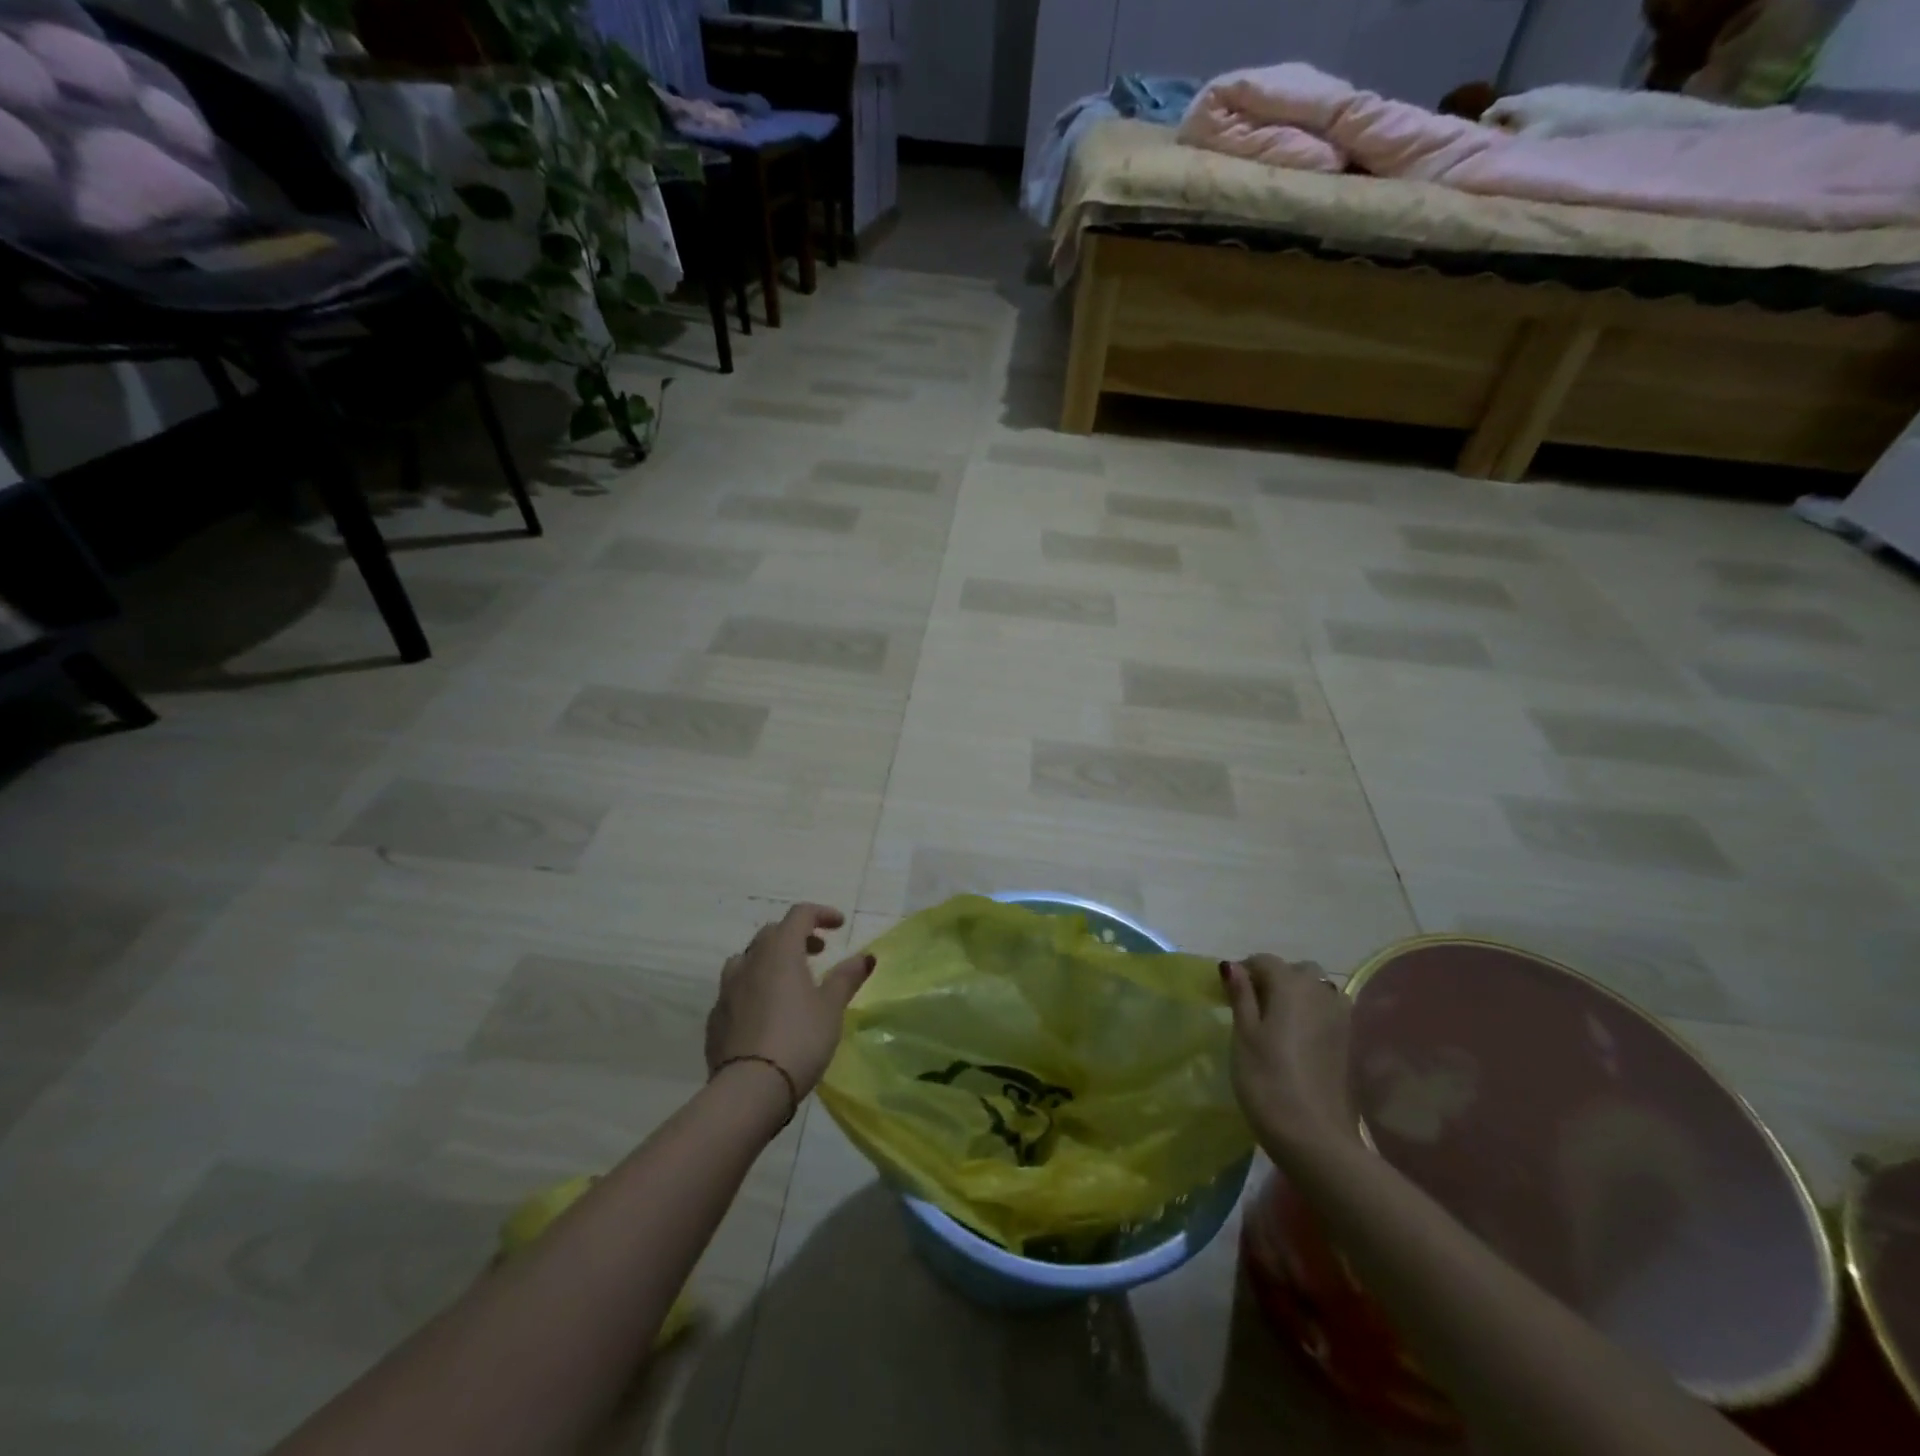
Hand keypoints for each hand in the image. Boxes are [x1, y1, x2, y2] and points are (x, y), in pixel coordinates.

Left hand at [706, 904, 873, 1098]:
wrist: (749, 1090)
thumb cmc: (799, 1039)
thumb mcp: (831, 1008)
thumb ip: (846, 978)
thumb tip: (865, 956)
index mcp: (779, 952)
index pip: (799, 915)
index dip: (821, 914)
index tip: (839, 925)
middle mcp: (749, 962)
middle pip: (772, 934)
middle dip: (796, 936)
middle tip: (818, 953)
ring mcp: (727, 990)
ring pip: (747, 959)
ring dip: (769, 960)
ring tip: (787, 981)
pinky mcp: (715, 1018)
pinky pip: (735, 990)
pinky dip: (753, 988)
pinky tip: (765, 1012)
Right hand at [1222, 955, 1362, 1162]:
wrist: (1316, 1138)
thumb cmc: (1268, 1081)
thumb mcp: (1244, 1035)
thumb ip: (1241, 995)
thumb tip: (1233, 965)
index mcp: (1292, 986)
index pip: (1265, 961)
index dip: (1244, 970)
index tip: (1227, 992)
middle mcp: (1321, 993)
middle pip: (1297, 970)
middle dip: (1275, 978)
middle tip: (1252, 1005)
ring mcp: (1341, 1019)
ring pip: (1318, 989)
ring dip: (1298, 994)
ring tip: (1276, 1020)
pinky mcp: (1349, 1043)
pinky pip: (1329, 1012)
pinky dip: (1312, 1013)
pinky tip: (1297, 1039)